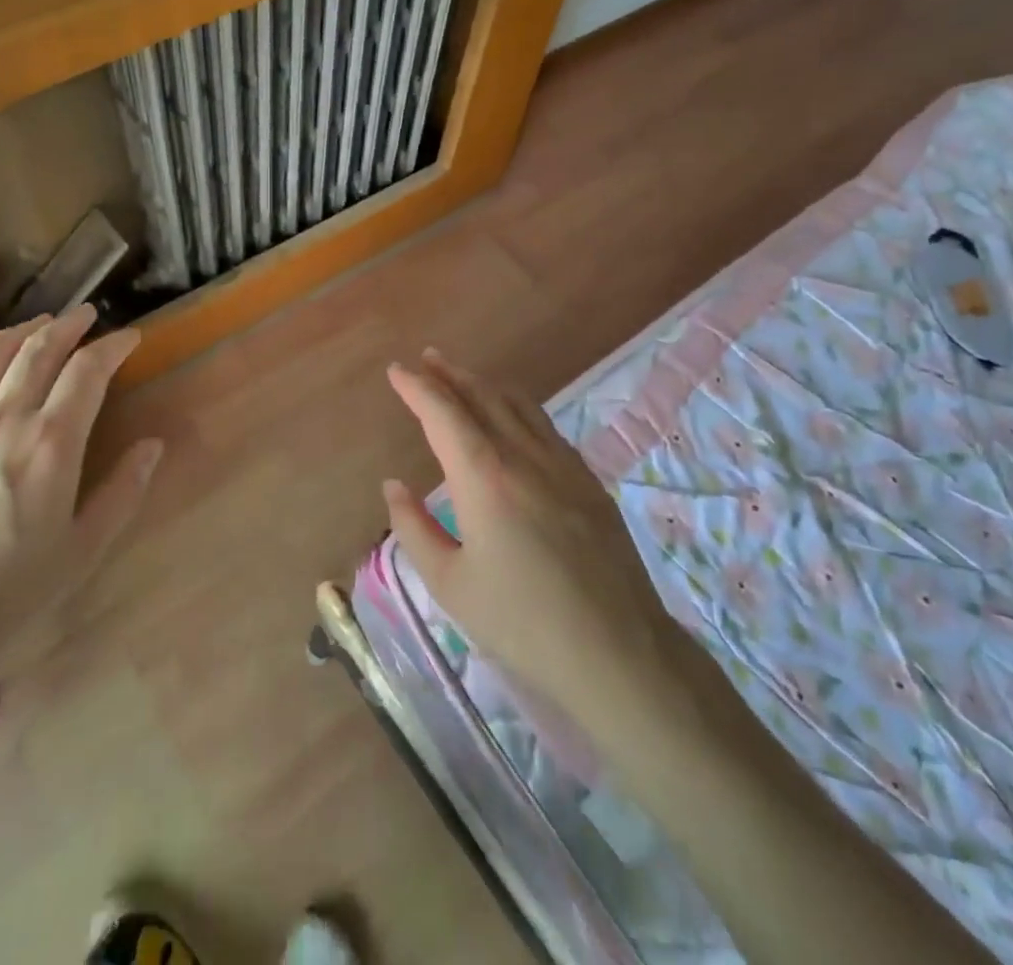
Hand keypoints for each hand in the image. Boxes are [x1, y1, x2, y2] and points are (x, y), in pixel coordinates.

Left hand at [0, 305, 162, 690]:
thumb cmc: (7, 593)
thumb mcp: (82, 550)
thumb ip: (123, 492)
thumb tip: (152, 445)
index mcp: (51, 443)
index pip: (88, 371)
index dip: (113, 346)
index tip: (129, 338)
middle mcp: (4, 418)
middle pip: (39, 350)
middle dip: (69, 325)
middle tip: (86, 316)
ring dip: (20, 332)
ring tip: (38, 325)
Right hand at [382, 350, 683, 730]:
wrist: (618, 653)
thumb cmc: (522, 623)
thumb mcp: (450, 584)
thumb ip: (414, 528)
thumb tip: (394, 485)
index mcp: (483, 477)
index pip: (442, 413)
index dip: (416, 387)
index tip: (397, 370)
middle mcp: (523, 456)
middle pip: (482, 397)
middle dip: (450, 374)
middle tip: (427, 359)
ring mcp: (562, 465)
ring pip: (518, 405)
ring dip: (485, 384)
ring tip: (463, 376)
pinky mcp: (589, 481)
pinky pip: (546, 426)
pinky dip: (518, 408)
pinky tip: (514, 417)